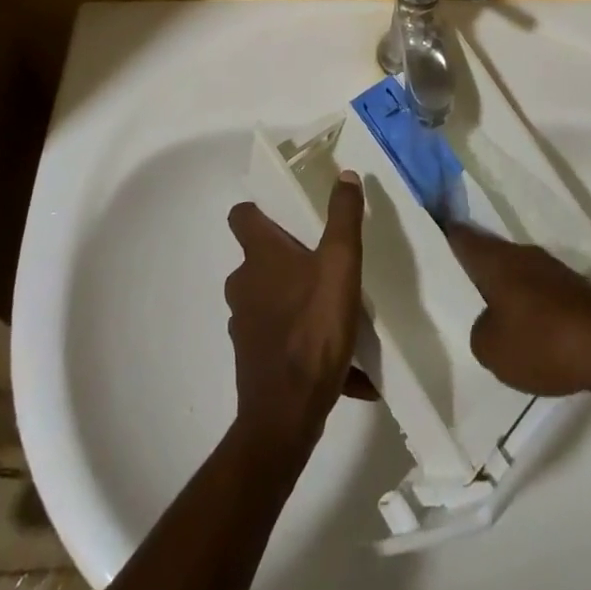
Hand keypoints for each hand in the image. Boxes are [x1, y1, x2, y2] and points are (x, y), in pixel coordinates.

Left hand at [224, 174, 367, 449]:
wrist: (287, 415)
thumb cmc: (313, 327)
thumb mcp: (340, 265)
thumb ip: (343, 218)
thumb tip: (344, 175)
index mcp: (260, 256)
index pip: (242, 216)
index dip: (258, 211)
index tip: (284, 214)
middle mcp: (244, 285)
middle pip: (260, 261)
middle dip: (289, 261)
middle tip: (325, 265)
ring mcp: (245, 325)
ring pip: (273, 302)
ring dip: (300, 304)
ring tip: (340, 318)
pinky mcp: (254, 360)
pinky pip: (284, 342)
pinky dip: (308, 346)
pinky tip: (348, 370)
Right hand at [446, 224, 590, 396]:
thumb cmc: (542, 341)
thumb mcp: (492, 350)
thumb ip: (480, 333)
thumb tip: (490, 324)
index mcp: (496, 260)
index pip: (463, 237)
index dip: (447, 234)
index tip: (433, 228)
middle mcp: (522, 255)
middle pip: (492, 254)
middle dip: (477, 268)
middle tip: (458, 283)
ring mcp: (552, 270)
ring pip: (518, 274)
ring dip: (507, 290)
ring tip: (493, 315)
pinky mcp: (575, 291)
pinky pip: (541, 293)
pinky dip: (532, 307)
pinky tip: (531, 332)